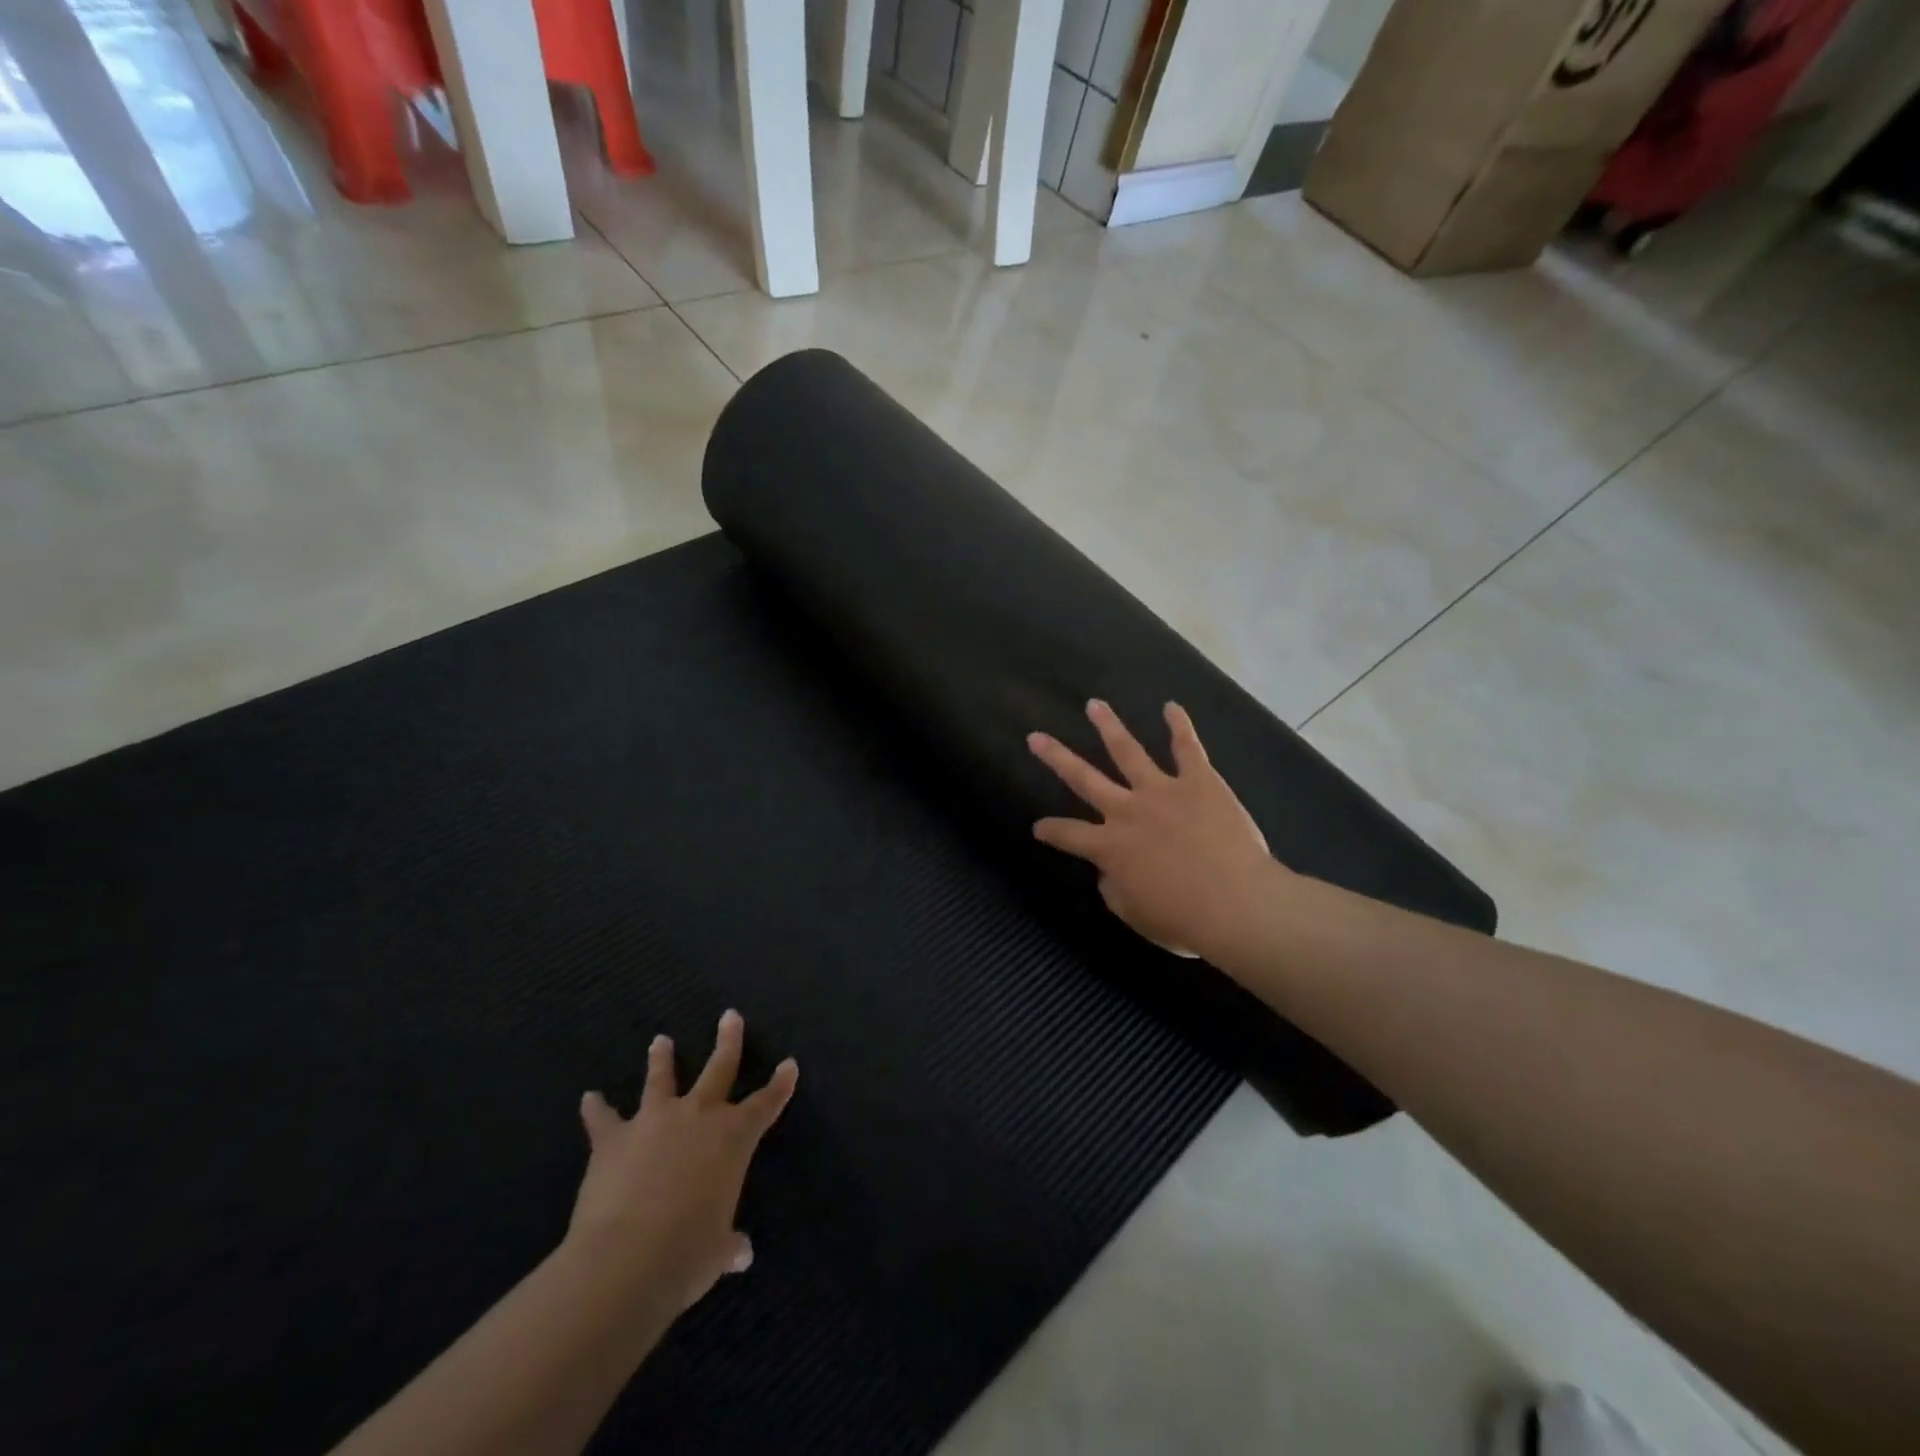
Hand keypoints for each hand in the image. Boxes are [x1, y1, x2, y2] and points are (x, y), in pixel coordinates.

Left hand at [570, 1010, 797, 1312]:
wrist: (627, 1258)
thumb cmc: (688, 1254)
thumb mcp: (716, 1252)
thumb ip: (728, 1245)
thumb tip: (741, 1254)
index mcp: (734, 1137)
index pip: (766, 1103)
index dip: (780, 1084)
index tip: (789, 1064)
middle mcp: (699, 1116)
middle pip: (719, 1068)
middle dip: (728, 1041)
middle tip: (730, 1016)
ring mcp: (655, 1121)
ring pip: (661, 1079)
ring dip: (661, 1060)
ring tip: (659, 1041)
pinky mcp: (614, 1138)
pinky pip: (603, 1119)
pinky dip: (596, 1109)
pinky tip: (589, 1099)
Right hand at [1028, 700, 1284, 964]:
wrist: (1237, 904)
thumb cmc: (1184, 919)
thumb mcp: (1135, 915)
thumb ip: (1115, 889)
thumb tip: (1111, 872)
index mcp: (1109, 847)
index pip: (1068, 834)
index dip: (1050, 830)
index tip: (1038, 827)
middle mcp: (1127, 810)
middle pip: (1083, 778)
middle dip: (1056, 756)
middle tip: (1036, 736)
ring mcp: (1163, 791)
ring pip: (1128, 751)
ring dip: (1109, 726)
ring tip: (1095, 705)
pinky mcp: (1200, 783)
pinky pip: (1188, 749)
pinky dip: (1180, 726)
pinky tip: (1171, 707)